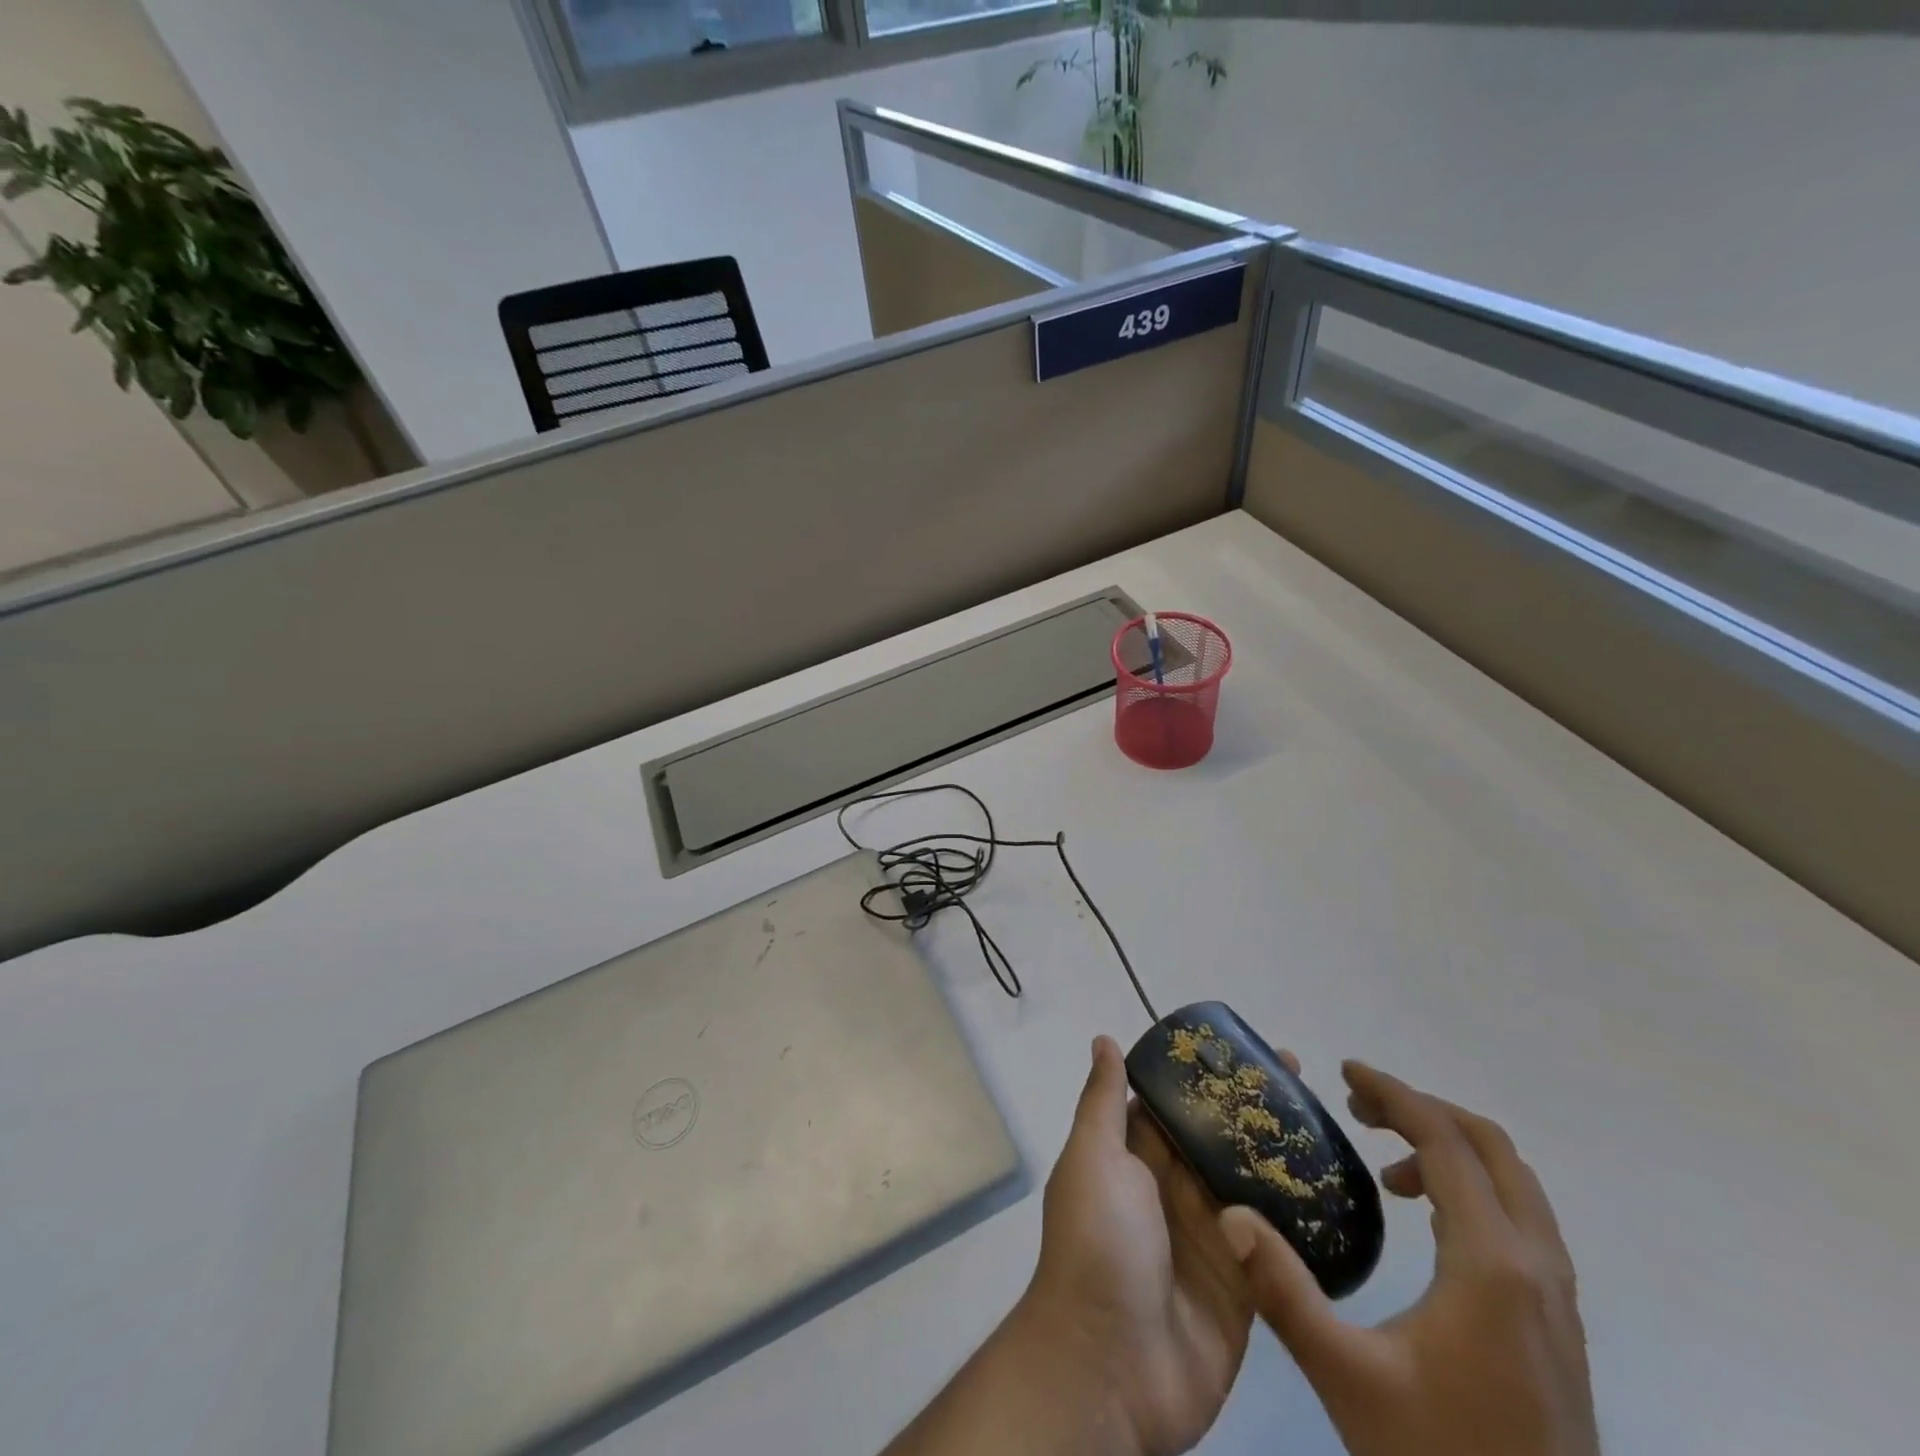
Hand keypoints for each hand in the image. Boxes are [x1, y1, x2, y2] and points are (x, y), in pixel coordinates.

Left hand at [1019, 1034, 1298, 1455]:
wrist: (1110, 1368)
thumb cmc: (1097, 1244)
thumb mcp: (1093, 1158)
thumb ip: (1103, 1101)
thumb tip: (1104, 1039)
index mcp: (1133, 1157)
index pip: (1173, 1103)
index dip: (1204, 1074)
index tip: (1245, 1047)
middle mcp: (1170, 1190)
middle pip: (1216, 1139)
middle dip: (1251, 1108)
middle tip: (1301, 1075)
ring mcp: (1209, 1238)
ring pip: (1250, 1183)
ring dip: (1281, 1155)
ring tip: (1327, 1119)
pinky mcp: (1243, 1285)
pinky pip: (1275, 1243)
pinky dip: (1299, 1218)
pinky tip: (1338, 1188)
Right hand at [1218, 1061, 1599, 1455]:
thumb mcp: (1347, 1379)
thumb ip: (1284, 1292)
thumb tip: (1230, 1216)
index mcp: (1492, 1264)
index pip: (1446, 1142)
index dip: (1394, 1093)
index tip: (1345, 1072)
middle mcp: (1537, 1268)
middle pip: (1491, 1148)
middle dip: (1422, 1111)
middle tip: (1360, 1108)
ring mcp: (1558, 1300)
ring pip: (1514, 1184)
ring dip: (1450, 1150)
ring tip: (1386, 1166)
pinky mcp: (1559, 1328)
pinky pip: (1519, 1220)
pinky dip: (1472, 1189)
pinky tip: (1426, 1224)